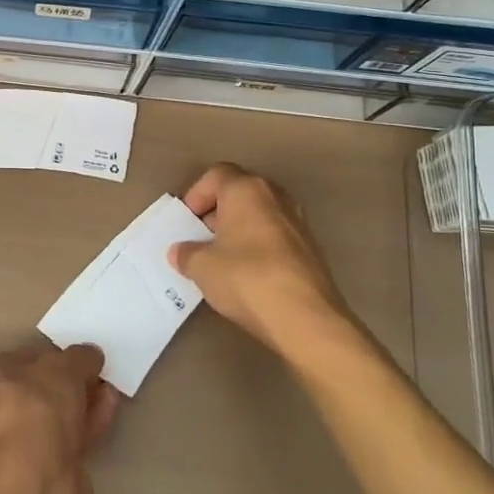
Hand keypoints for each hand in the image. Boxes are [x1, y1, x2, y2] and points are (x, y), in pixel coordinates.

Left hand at [0, 343, 118, 493]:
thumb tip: (91, 354)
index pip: (17, 360)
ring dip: (83, 403)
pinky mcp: (37, 470)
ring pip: (54, 417)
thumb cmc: (37, 405)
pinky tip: (108, 413)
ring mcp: (13, 444)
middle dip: (71, 383)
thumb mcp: (64, 366)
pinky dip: (86, 425)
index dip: (50, 357)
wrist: (36, 478)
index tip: (77, 359)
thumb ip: (79, 357)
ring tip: (110, 392)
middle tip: (98, 376)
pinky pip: (64, 439)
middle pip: (38, 390)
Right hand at [169, 163, 367, 364]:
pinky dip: (259, 247)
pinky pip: (276, 237)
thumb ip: (186, 253)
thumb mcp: (201, 267)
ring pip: (260, 215)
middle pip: (240, 192)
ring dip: (240, 230)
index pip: (216, 174)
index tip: (188, 222)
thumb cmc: (246, 278)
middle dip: (218, 212)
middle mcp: (276, 197)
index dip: (197, 194)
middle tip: (202, 238)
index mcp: (246, 190)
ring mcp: (299, 222)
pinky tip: (249, 275)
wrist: (306, 319)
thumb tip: (181, 252)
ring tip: (224, 259)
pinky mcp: (312, 250)